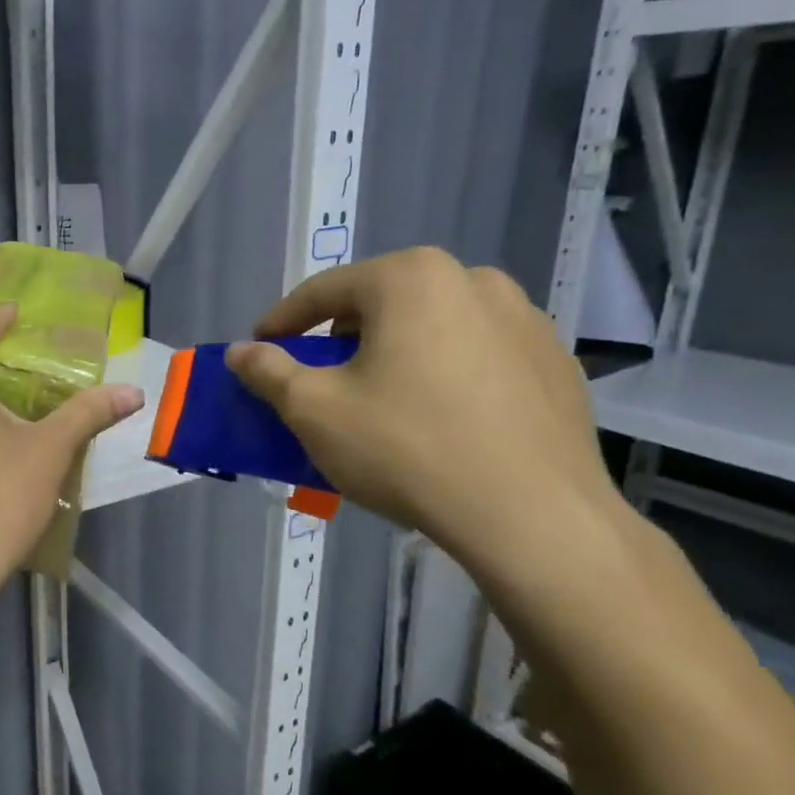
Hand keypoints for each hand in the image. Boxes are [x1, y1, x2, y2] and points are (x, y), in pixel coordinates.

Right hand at [226, 248, 628, 588]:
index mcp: (410, 278)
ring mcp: (525, 319)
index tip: (259, 348)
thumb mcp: (315, 410)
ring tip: (381, 400)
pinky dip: (445, 373)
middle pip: (382, 303)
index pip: (324, 291)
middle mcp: (473, 280)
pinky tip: (438, 420)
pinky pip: (478, 355)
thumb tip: (239, 352)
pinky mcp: (555, 362)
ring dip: (396, 352)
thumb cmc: (406, 448)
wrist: (533, 517)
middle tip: (320, 378)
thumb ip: (269, 371)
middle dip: (342, 337)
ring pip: (433, 326)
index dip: (282, 321)